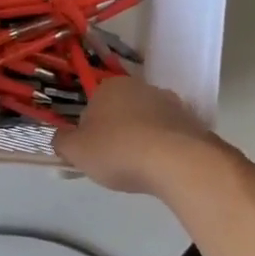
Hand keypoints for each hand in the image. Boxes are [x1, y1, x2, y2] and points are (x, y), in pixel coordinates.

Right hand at [53, 76, 222, 195]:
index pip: (91, 107)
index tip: (92, 154)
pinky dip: (164, 148)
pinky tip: (161, 168)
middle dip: (116, 133)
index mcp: (110, 87)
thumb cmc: (117, 150)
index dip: (89, 132)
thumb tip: (61, 137)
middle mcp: (141, 87)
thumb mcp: (75, 150)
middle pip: (120, 113)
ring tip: (140, 168)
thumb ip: (62, 141)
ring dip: (142, 140)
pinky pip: (170, 136)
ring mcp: (170, 103)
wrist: (177, 161)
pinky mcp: (192, 121)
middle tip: (114, 162)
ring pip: (147, 123)